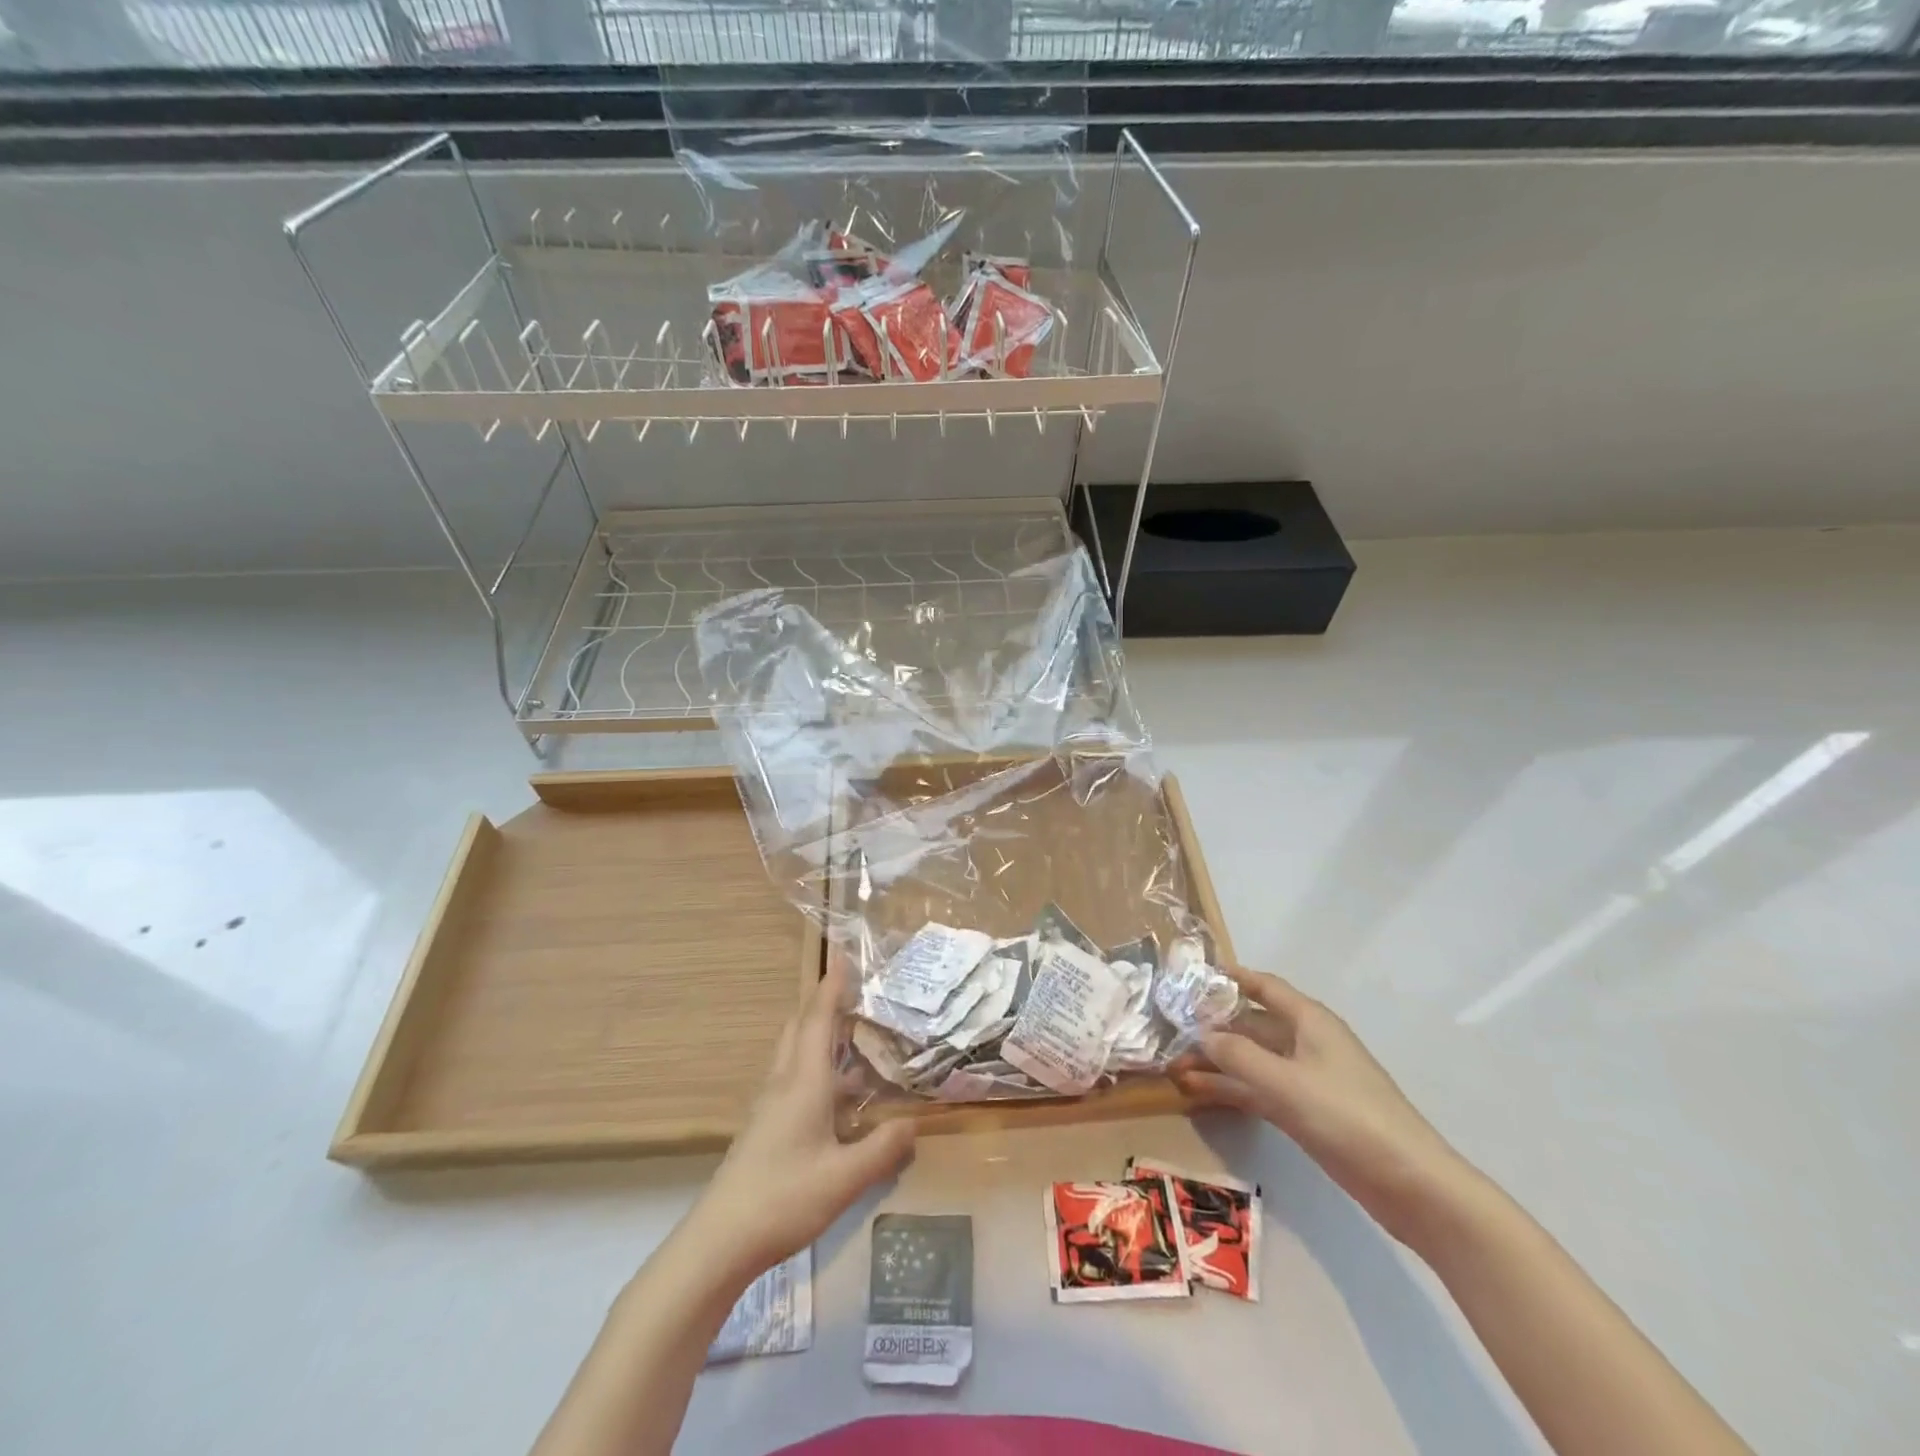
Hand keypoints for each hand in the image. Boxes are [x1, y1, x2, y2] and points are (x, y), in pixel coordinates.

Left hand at [692, 959, 915, 1277]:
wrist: (718, 1242)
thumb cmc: (783, 1198)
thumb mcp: (844, 1178)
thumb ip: (883, 1148)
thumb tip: (914, 1123)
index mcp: (803, 1082)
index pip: (818, 1019)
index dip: (832, 987)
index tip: (843, 956)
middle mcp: (784, 1084)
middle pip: (800, 1029)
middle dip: (824, 1005)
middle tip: (854, 994)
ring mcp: (770, 1107)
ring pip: (795, 1055)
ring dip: (820, 1037)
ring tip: (854, 1039)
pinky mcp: (765, 1129)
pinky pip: (793, 1080)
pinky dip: (816, 1069)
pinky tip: (838, 1097)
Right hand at [1172, 966, 1473, 1243]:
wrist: (1411, 1185)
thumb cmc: (1348, 1117)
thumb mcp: (1286, 1083)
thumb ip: (1238, 1055)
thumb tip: (1201, 1034)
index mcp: (1309, 1021)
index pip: (1264, 986)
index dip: (1230, 978)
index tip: (1191, 976)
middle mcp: (1306, 1042)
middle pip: (1252, 1024)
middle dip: (1212, 1027)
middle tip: (1170, 1032)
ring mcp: (1306, 1079)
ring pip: (1252, 1059)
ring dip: (1217, 1062)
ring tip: (1175, 1067)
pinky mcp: (1307, 1112)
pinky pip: (1259, 1089)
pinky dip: (1232, 1089)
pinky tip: (1199, 1094)